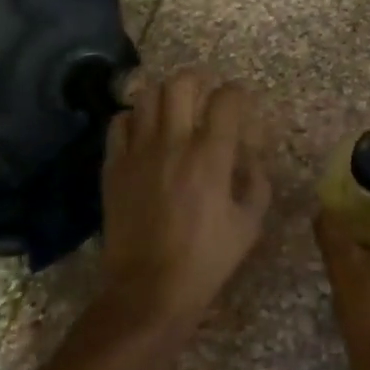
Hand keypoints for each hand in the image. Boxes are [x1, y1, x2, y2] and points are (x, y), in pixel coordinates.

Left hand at [96, 69, 271, 339]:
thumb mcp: (249, 225)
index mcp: (211, 156)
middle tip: (204, 93)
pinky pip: (118, 123)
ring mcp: (138, 152)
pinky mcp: (113, 166)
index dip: (237, 93)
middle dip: (198, 80)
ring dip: (164, 96)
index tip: (240, 100)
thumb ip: (256, 182)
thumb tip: (250, 157)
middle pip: (180, 83)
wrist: (149, 289)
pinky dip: (133, 118)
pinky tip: (142, 132)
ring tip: (172, 108)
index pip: (226, 99)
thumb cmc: (206, 260)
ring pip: (146, 96)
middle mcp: (173, 143)